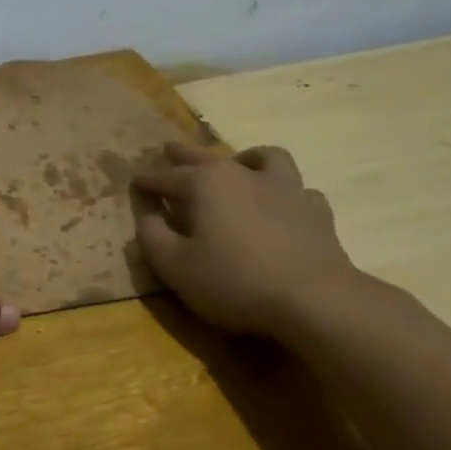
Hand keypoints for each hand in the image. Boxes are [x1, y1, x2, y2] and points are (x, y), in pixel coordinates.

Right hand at [133, 142, 359, 338]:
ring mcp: (285, 189)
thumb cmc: (234, 281)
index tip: (135, 182)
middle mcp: (243, 175)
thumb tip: (146, 214)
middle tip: (169, 149)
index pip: (166, 177)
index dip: (147, 181)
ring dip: (245, 158)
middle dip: (183, 155)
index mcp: (205, 185)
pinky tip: (281, 204)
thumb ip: (152, 236)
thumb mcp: (175, 266)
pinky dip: (284, 192)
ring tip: (238, 165)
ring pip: (264, 158)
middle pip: (206, 158)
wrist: (314, 300)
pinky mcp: (315, 211)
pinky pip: (298, 190)